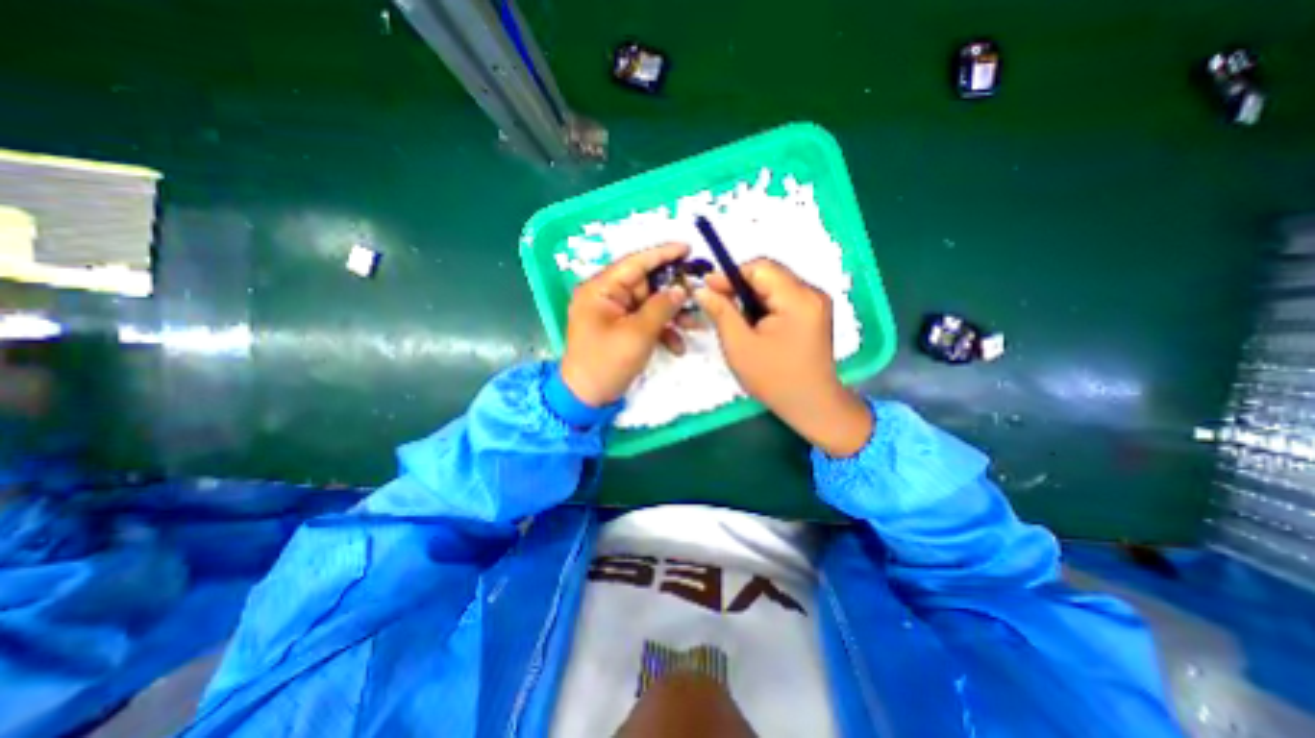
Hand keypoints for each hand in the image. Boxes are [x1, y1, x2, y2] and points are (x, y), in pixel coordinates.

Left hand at [562, 242, 690, 407]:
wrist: (587, 398)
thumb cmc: (607, 363)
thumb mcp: (638, 334)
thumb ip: (661, 307)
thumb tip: (681, 289)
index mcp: (600, 289)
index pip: (634, 262)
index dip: (662, 254)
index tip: (688, 248)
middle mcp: (606, 296)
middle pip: (646, 285)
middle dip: (673, 294)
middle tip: (698, 297)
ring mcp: (614, 314)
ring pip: (650, 305)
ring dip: (672, 316)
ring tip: (696, 326)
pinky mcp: (621, 329)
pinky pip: (645, 322)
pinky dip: (662, 332)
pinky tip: (678, 346)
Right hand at [688, 259, 871, 455]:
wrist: (811, 405)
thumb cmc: (774, 379)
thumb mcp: (739, 345)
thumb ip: (721, 311)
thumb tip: (702, 288)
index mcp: (798, 298)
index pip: (760, 268)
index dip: (730, 274)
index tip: (707, 287)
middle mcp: (812, 293)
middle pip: (769, 274)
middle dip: (739, 285)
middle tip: (716, 301)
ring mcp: (815, 303)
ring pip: (774, 285)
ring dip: (750, 296)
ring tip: (732, 315)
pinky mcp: (813, 313)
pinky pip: (782, 298)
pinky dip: (763, 304)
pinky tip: (751, 321)